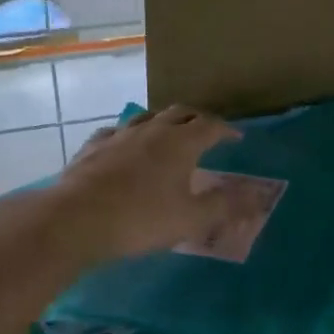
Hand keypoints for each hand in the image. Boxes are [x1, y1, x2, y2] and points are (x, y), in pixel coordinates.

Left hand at [46, 105, 240, 262]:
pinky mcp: (92, 148)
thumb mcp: (191, 219)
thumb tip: (257, 197)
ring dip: (163, 121)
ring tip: (169, 132)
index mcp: (180, 143)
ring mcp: (118, 136)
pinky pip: (115, 132)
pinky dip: (129, 135)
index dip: (226, 130)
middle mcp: (151, 130)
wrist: (76, 220)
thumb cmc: (141, 219)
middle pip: (179, 113)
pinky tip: (124, 145)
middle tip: (206, 131)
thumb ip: (225, 206)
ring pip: (146, 117)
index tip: (236, 138)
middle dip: (197, 119)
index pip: (210, 126)